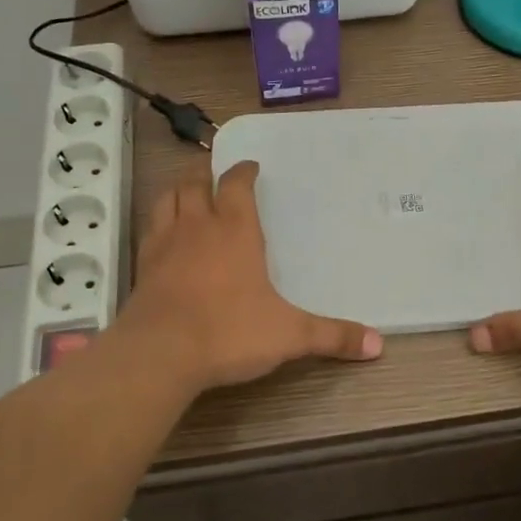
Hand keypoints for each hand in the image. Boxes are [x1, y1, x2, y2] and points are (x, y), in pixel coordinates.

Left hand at [115, 160, 382, 393]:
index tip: (250, 167)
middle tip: (212, 173)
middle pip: (194, 184)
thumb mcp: (289, 335)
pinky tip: (163, 235)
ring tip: (186, 193)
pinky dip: (158, 223)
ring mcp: (164, 244)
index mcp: (235, 230)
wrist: (160, 353)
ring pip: (167, 200)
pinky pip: (149, 230)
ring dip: (177, 191)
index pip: (235, 184)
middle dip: (204, 174)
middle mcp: (198, 227)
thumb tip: (378, 345)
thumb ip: (332, 337)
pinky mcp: (142, 267)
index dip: (242, 172)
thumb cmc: (229, 332)